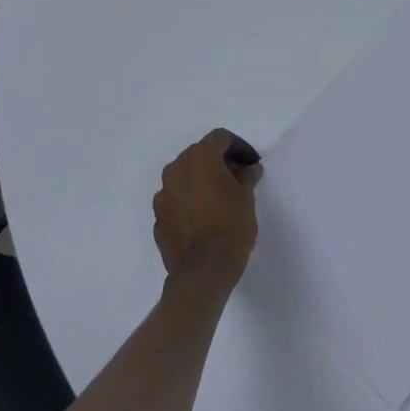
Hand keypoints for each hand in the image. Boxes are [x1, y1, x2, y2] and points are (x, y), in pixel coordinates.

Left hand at [152, 130, 260, 290]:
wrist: (202, 272)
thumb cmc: (230, 226)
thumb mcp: (246, 197)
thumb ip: (246, 176)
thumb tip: (248, 169)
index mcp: (199, 159)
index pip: (219, 138)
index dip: (238, 146)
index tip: (251, 163)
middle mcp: (175, 170)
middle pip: (199, 154)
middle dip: (219, 161)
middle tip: (238, 176)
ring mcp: (163, 195)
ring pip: (185, 176)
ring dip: (202, 180)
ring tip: (220, 197)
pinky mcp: (158, 218)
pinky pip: (177, 199)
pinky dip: (190, 200)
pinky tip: (205, 216)